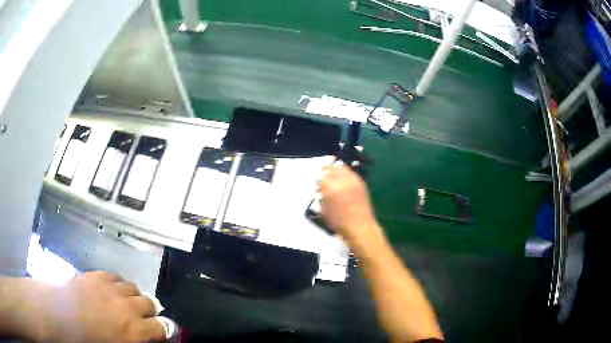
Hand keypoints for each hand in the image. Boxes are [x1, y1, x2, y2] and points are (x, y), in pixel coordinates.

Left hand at [22, 272, 166, 342]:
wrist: (58, 313)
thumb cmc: (86, 340)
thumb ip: (133, 341)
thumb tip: (142, 339)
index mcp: (134, 330)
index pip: (163, 327)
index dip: (165, 329)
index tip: (161, 331)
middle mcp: (128, 307)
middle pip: (151, 302)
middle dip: (150, 311)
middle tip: (142, 318)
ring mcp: (112, 288)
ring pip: (134, 287)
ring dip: (134, 296)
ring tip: (125, 303)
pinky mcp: (98, 275)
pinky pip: (116, 277)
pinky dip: (119, 285)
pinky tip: (111, 291)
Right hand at [319, 164, 378, 241]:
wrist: (359, 226)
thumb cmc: (339, 222)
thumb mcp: (324, 210)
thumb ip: (321, 196)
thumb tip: (321, 189)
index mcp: (330, 188)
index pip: (321, 176)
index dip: (318, 180)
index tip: (318, 185)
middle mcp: (342, 180)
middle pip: (332, 168)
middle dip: (326, 171)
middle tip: (324, 177)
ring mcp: (353, 180)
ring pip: (342, 168)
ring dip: (336, 170)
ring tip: (334, 177)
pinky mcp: (361, 183)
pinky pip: (351, 173)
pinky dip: (345, 174)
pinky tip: (344, 181)